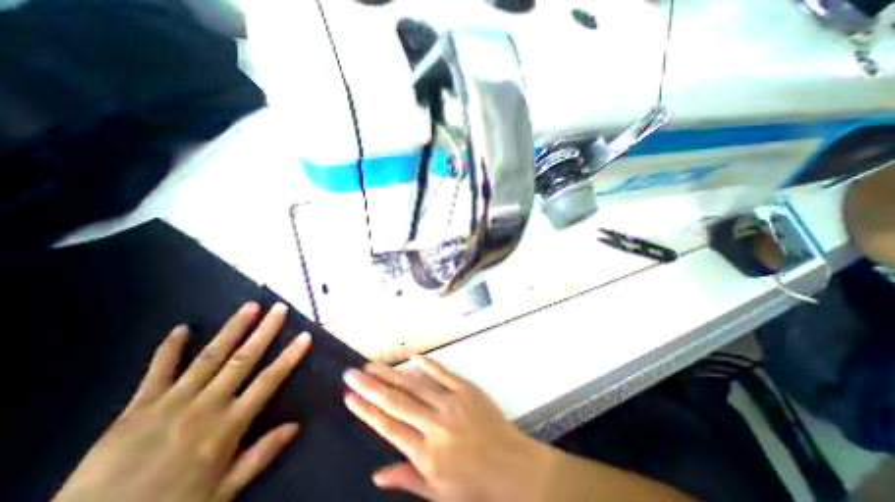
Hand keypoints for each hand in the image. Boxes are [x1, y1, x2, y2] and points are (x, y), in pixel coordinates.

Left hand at [54, 301, 312, 500]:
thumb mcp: (222, 491)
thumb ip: (260, 455)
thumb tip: (295, 426)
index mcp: (228, 425)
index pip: (269, 380)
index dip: (290, 356)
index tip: (305, 335)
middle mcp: (206, 405)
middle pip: (243, 359)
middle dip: (264, 331)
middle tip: (279, 308)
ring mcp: (171, 402)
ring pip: (210, 356)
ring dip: (232, 329)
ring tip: (249, 307)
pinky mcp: (137, 407)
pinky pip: (157, 371)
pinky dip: (168, 349)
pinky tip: (181, 328)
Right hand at [343, 357, 552, 501]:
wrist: (512, 466)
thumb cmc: (474, 484)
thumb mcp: (438, 493)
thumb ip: (407, 479)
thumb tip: (376, 473)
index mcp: (427, 453)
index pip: (388, 428)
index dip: (366, 411)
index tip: (349, 398)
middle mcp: (436, 424)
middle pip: (397, 401)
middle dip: (370, 386)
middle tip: (352, 373)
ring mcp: (452, 402)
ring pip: (415, 384)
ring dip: (391, 373)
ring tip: (372, 364)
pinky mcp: (466, 389)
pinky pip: (442, 373)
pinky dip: (426, 364)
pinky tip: (411, 358)